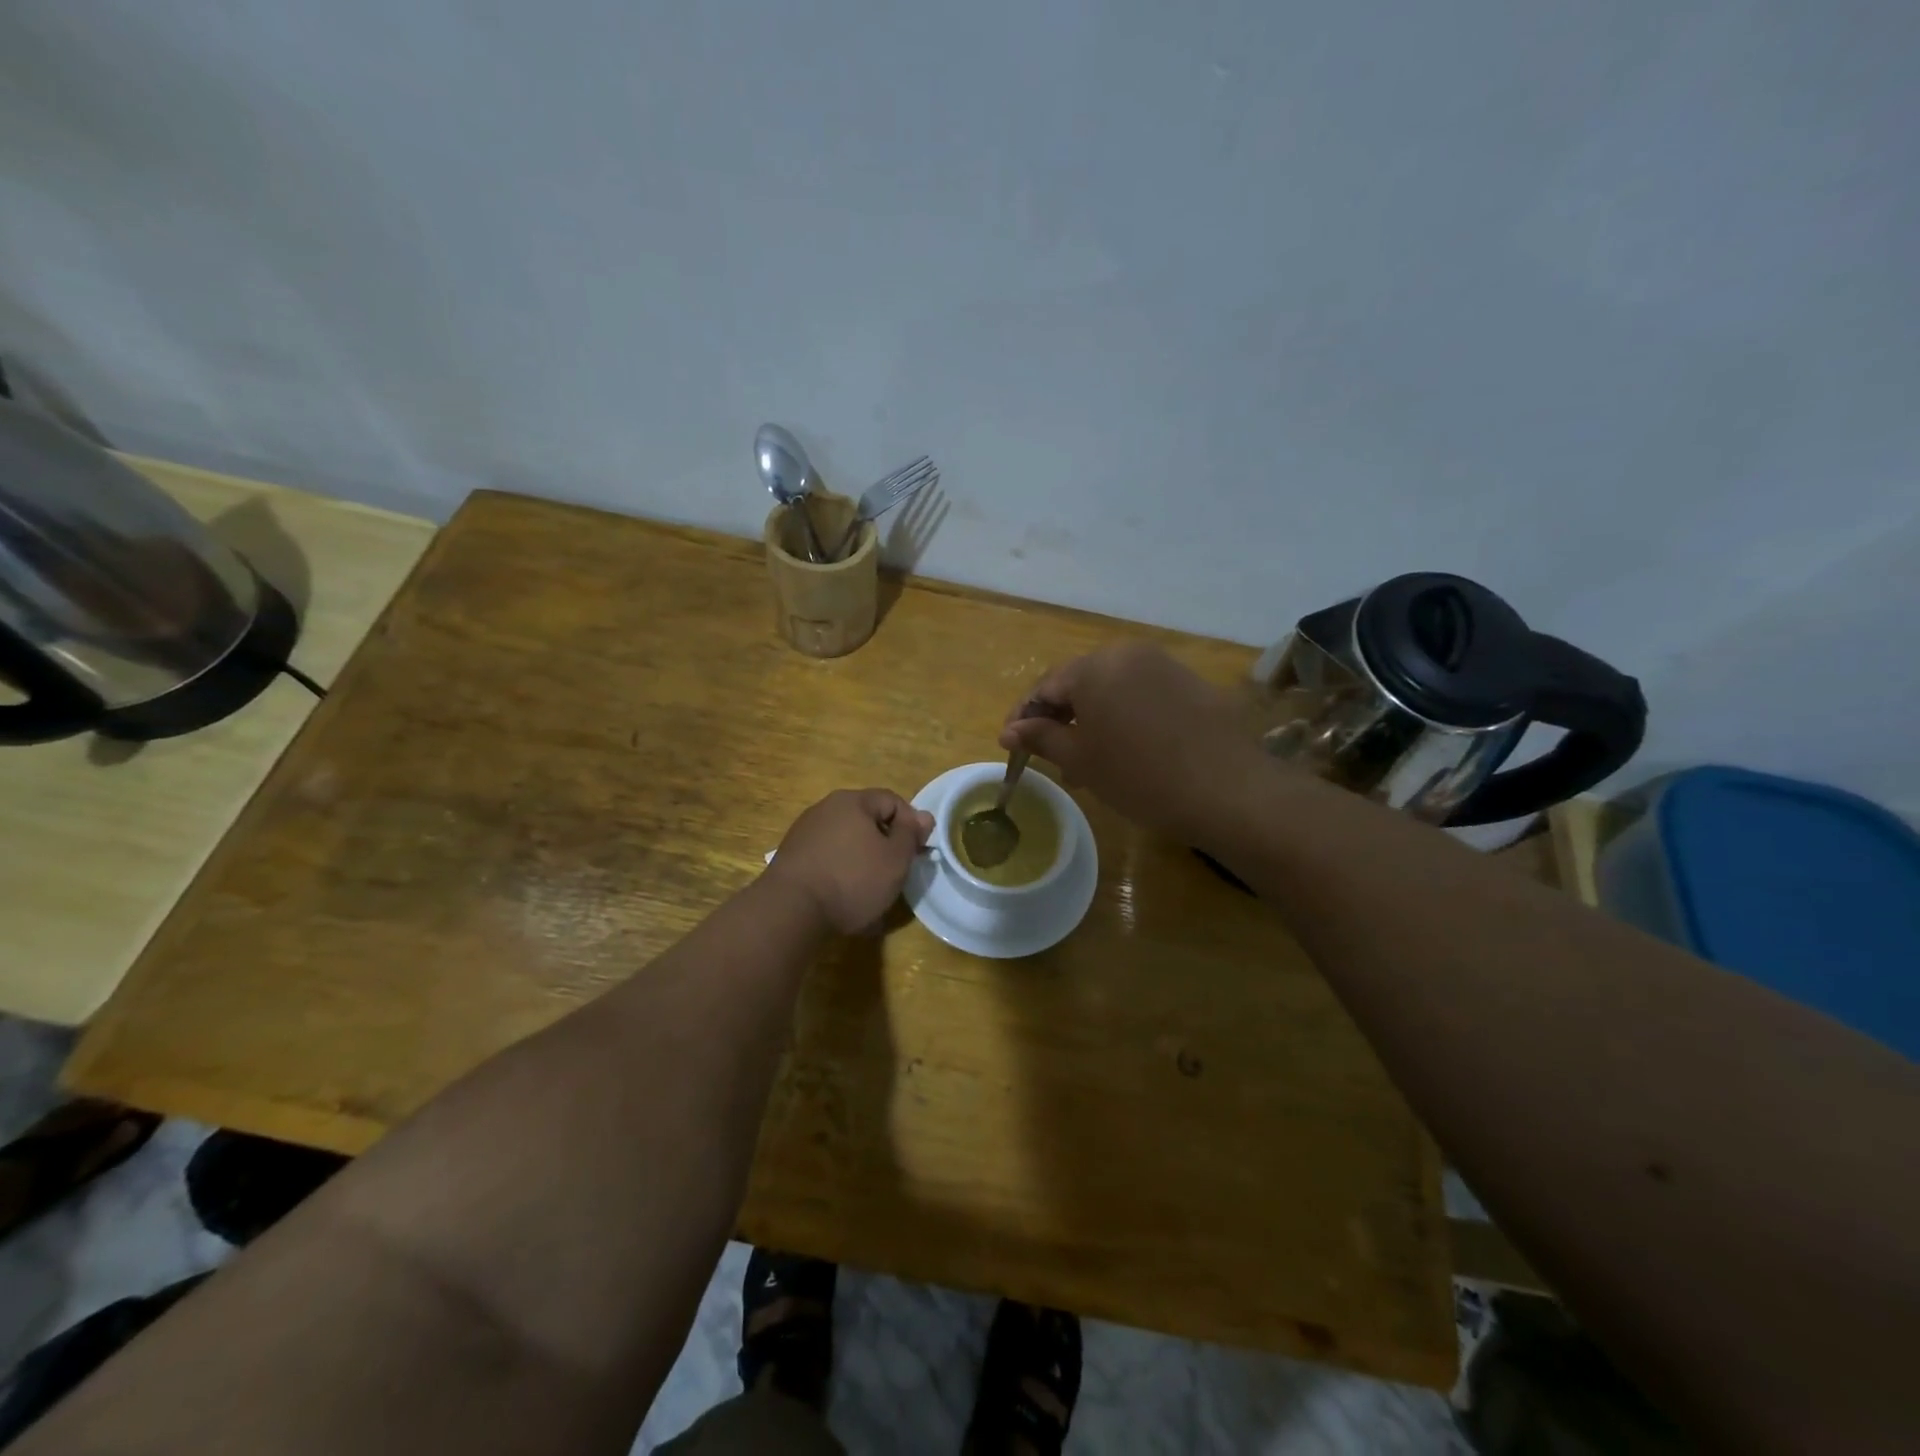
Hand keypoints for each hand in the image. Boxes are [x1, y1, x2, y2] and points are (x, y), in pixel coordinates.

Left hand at [766, 789, 934, 933]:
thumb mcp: (895, 859)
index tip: (918, 851)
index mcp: (852, 801)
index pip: (892, 800)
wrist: (790, 911)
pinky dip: (841, 874)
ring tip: (872, 891)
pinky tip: (845, 899)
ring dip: (863, 861)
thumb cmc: (852, 879)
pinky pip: (827, 860)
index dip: (911, 823)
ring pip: (846, 842)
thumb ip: (911, 834)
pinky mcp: (791, 858)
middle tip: (897, 872)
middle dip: (885, 844)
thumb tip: (923, 816)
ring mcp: (804, 832)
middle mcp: (825, 808)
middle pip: (867, 820)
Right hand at [999, 643, 1272, 844]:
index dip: (1024, 717)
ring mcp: (1164, 665)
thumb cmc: (1140, 776)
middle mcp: (1128, 653)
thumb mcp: (1081, 760)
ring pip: (1112, 690)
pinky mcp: (1190, 683)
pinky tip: (1125, 751)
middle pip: (1079, 683)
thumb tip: (1010, 730)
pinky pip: (1141, 695)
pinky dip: (1123, 718)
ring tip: (1086, 763)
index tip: (1011, 746)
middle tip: (1048, 756)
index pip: (1045, 687)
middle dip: (1059, 718)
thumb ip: (1041, 737)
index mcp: (1095, 666)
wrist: (1228, 790)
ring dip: (1092, 720)